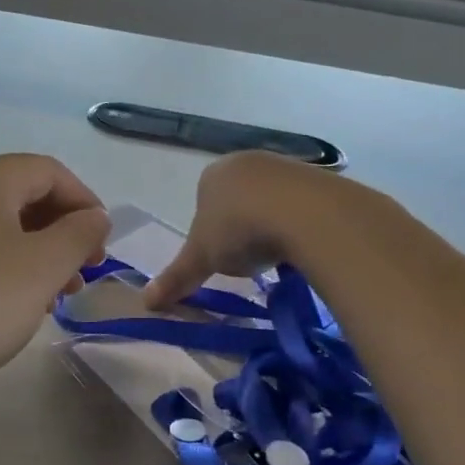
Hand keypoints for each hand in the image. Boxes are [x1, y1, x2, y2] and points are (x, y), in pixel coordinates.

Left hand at [0, 155, 110, 401]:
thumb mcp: (43, 267)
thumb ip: (79, 235)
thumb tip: (95, 217)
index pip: (50, 172)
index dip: (86, 204)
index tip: (102, 248)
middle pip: (23, 196)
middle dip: (61, 233)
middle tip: (80, 276)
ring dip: (35, 255)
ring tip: (51, 299)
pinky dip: (2, 267)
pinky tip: (9, 305)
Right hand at [144, 150, 347, 307]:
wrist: (305, 214)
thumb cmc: (239, 230)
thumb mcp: (200, 259)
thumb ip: (175, 278)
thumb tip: (146, 303)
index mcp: (212, 175)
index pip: (204, 202)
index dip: (210, 230)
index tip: (220, 254)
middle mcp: (246, 161)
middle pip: (238, 198)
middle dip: (242, 226)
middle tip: (247, 255)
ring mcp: (284, 165)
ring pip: (271, 200)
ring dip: (271, 224)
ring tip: (276, 253)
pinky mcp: (318, 176)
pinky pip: (302, 203)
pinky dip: (299, 223)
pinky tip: (301, 244)